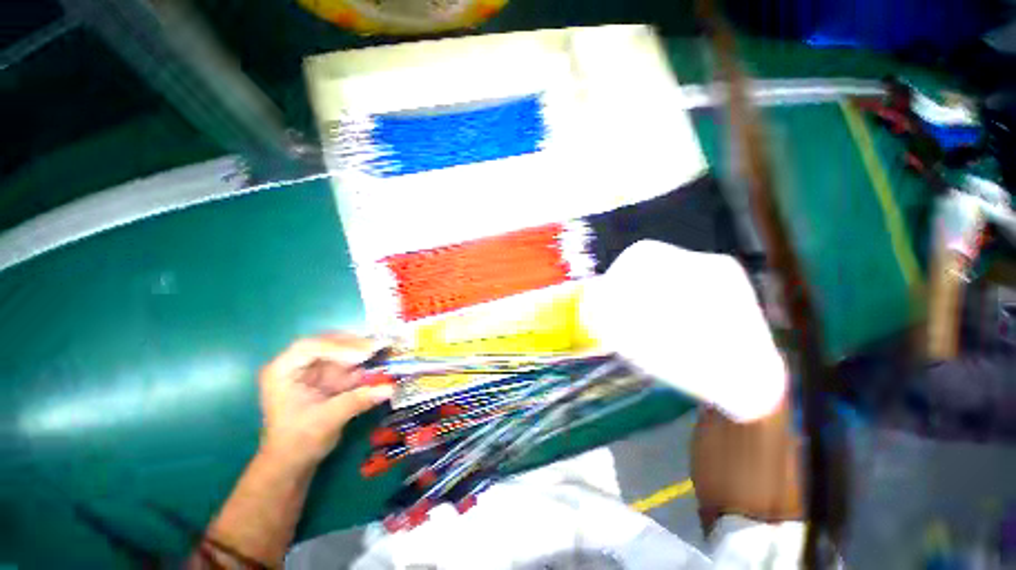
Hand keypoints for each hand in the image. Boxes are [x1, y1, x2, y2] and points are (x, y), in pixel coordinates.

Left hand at [258, 333, 393, 465]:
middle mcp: (297, 365)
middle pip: (328, 344)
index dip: (338, 348)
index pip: (310, 348)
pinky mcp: (327, 378)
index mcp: (282, 371)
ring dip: (363, 352)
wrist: (293, 463)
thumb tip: (391, 388)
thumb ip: (358, 401)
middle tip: (380, 347)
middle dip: (354, 345)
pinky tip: (379, 363)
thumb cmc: (298, 442)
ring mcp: (313, 371)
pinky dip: (364, 365)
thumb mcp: (326, 421)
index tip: (363, 355)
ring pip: (341, 351)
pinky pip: (348, 365)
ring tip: (384, 350)